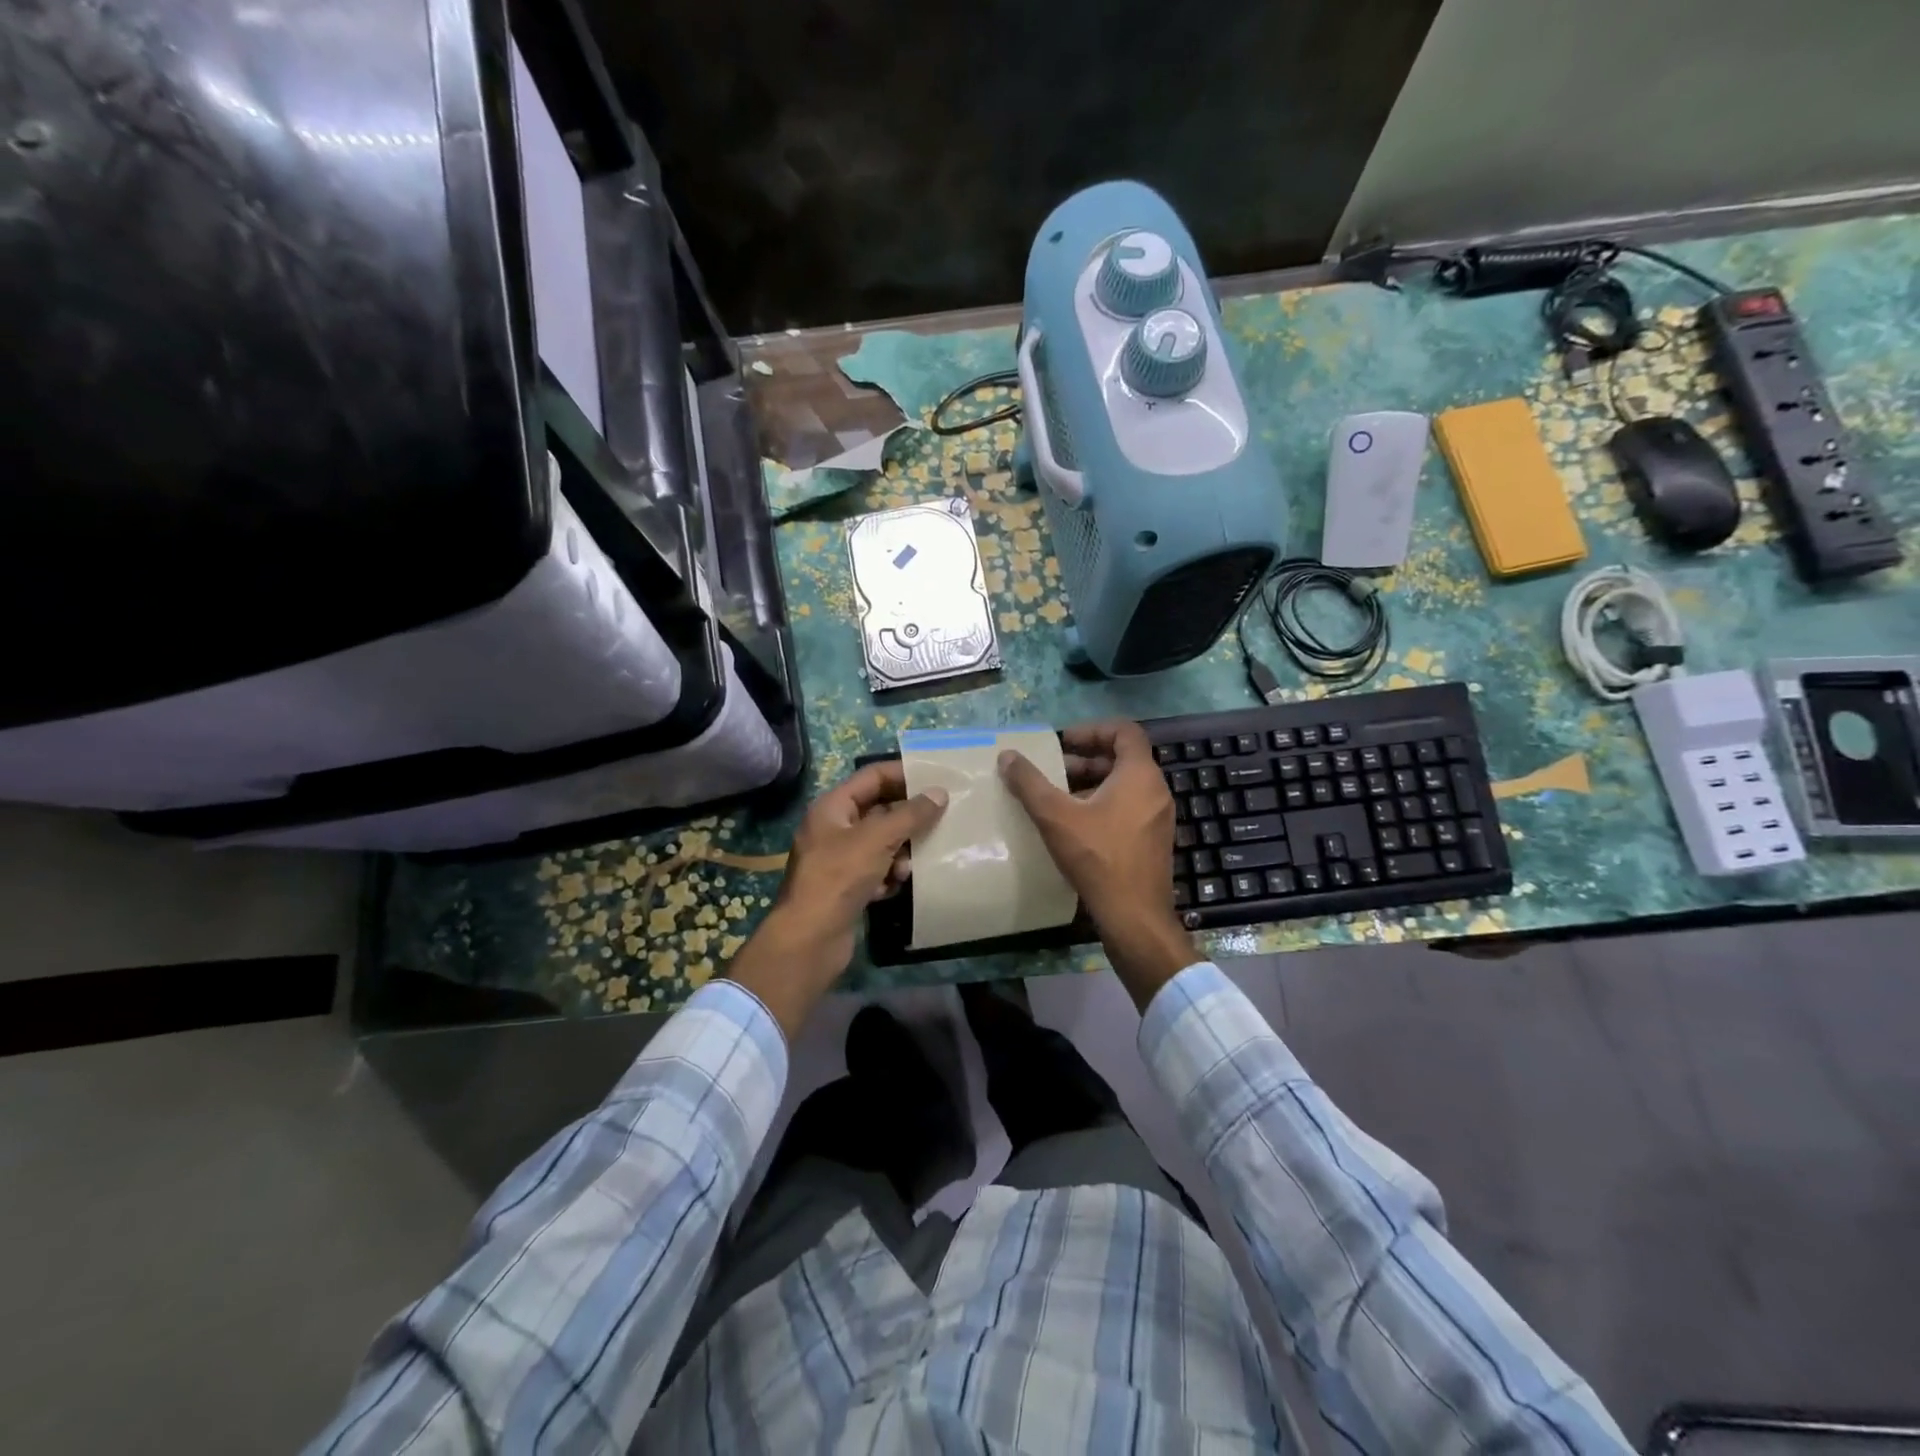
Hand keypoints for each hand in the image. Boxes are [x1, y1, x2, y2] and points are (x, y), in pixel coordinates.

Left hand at [725, 762, 947, 1038]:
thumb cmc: (839, 877)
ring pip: (881, 843)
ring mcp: (839, 860)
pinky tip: (896, 886)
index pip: (872, 777)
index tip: (936, 779)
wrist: (810, 939)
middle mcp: (834, 829)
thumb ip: (910, 814)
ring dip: (901, 851)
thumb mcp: (877, 839)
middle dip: (907, 817)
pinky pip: (877, 871)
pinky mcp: (847, 887)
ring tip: (913, 864)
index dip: (903, 774)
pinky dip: (890, 876)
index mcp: (832, 808)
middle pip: (879, 811)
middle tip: (942, 816)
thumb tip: (939, 794)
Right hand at [998, 721, 1196, 1008]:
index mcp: (1140, 775)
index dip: (1092, 730)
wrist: (1134, 916)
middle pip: (1123, 758)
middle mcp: (1156, 790)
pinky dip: (1104, 804)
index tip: (1063, 741)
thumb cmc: (1098, 857)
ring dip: (1093, 783)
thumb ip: (1030, 783)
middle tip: (1054, 769)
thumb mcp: (1055, 816)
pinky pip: (1130, 807)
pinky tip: (1075, 825)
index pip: (1124, 731)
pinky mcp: (1154, 840)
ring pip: (1125, 785)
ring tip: (1058, 797)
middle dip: (1086, 759)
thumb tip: (1007, 755)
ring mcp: (1158, 817)